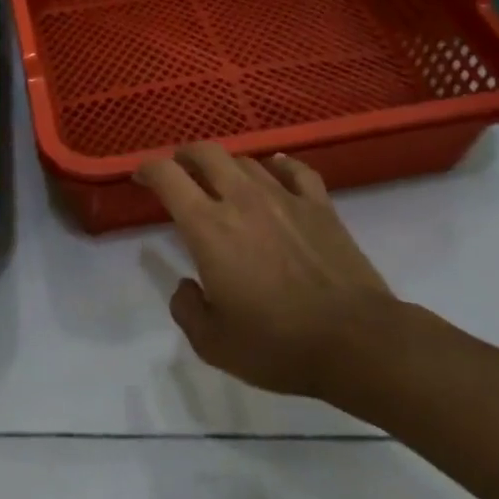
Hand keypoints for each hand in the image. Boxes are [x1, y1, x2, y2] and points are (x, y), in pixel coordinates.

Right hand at [135, 143, 401, 399]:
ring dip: (227, 165)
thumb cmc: (279, 345)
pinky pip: (294, 169)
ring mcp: (284, 196)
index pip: (167, 177)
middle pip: (206, 153)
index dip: (148, 169)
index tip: (141, 177)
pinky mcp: (319, 204)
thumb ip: (187, 310)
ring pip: (246, 161)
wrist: (357, 340)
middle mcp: (241, 199)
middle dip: (185, 156)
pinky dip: (278, 165)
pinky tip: (275, 170)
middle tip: (179, 171)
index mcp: (208, 227)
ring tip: (223, 180)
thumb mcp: (215, 345)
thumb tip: (186, 286)